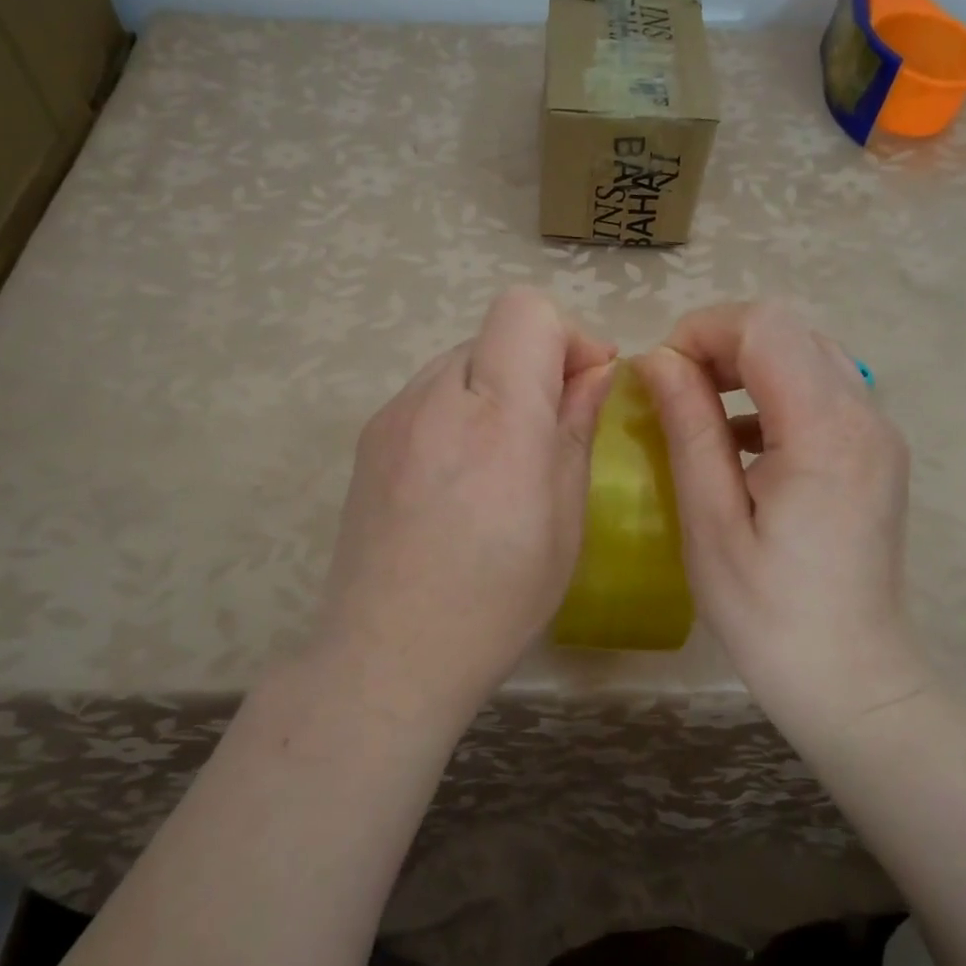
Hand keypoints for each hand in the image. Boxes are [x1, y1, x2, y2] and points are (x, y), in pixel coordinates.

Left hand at [313, 287, 616, 718]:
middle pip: (493, 333)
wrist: (389, 654)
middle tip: (552, 429)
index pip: (525, 311)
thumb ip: (577, 428)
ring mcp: (393, 415)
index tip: (586, 385)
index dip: (566, 336)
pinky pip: (427, 395)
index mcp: (498, 418)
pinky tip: (460, 476)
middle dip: (534, 363)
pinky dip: (458, 410)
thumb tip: (596, 370)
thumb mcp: (565, 519)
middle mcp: (436, 398)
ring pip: (460, 362)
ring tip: (502, 459)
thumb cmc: (498, 600)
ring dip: (495, 387)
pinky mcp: (369, 438)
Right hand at [637, 302, 931, 735]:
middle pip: (789, 330)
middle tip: (674, 390)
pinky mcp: (875, 453)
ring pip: (807, 353)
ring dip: (746, 365)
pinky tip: (739, 440)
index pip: (765, 327)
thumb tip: (657, 359)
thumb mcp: (710, 521)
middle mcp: (865, 415)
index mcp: (824, 431)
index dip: (703, 331)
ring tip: (700, 409)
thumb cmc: (768, 612)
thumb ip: (688, 427)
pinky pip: (822, 390)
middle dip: (721, 343)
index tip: (659, 374)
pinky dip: (773, 392)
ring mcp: (878, 432)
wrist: (851, 678)